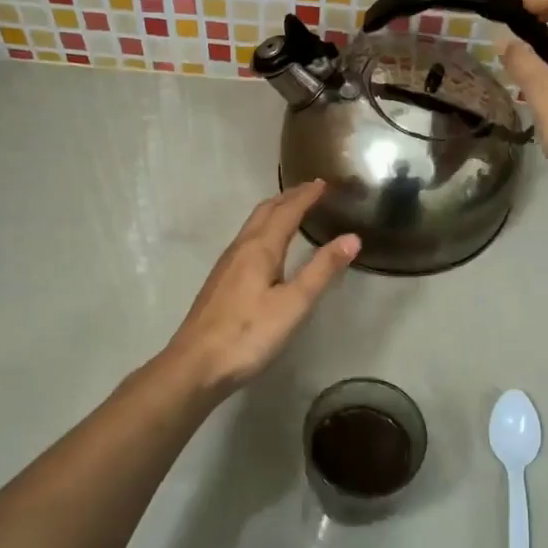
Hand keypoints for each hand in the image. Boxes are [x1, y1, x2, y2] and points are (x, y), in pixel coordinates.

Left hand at [161, 180, 358, 398]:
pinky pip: (246, 241)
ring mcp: (226, 265)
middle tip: (309, 189)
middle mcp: (240, 249)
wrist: (195, 365)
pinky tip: (266, 248)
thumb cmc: (248, 334)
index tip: (323, 182)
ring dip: (274, 212)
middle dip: (288, 197)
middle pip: (265, 212)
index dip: (306, 196)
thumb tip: (352, 238)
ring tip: (291, 210)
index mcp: (260, 248)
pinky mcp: (220, 282)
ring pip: (253, 226)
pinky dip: (263, 230)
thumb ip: (321, 270)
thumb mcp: (293, 304)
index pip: (286, 212)